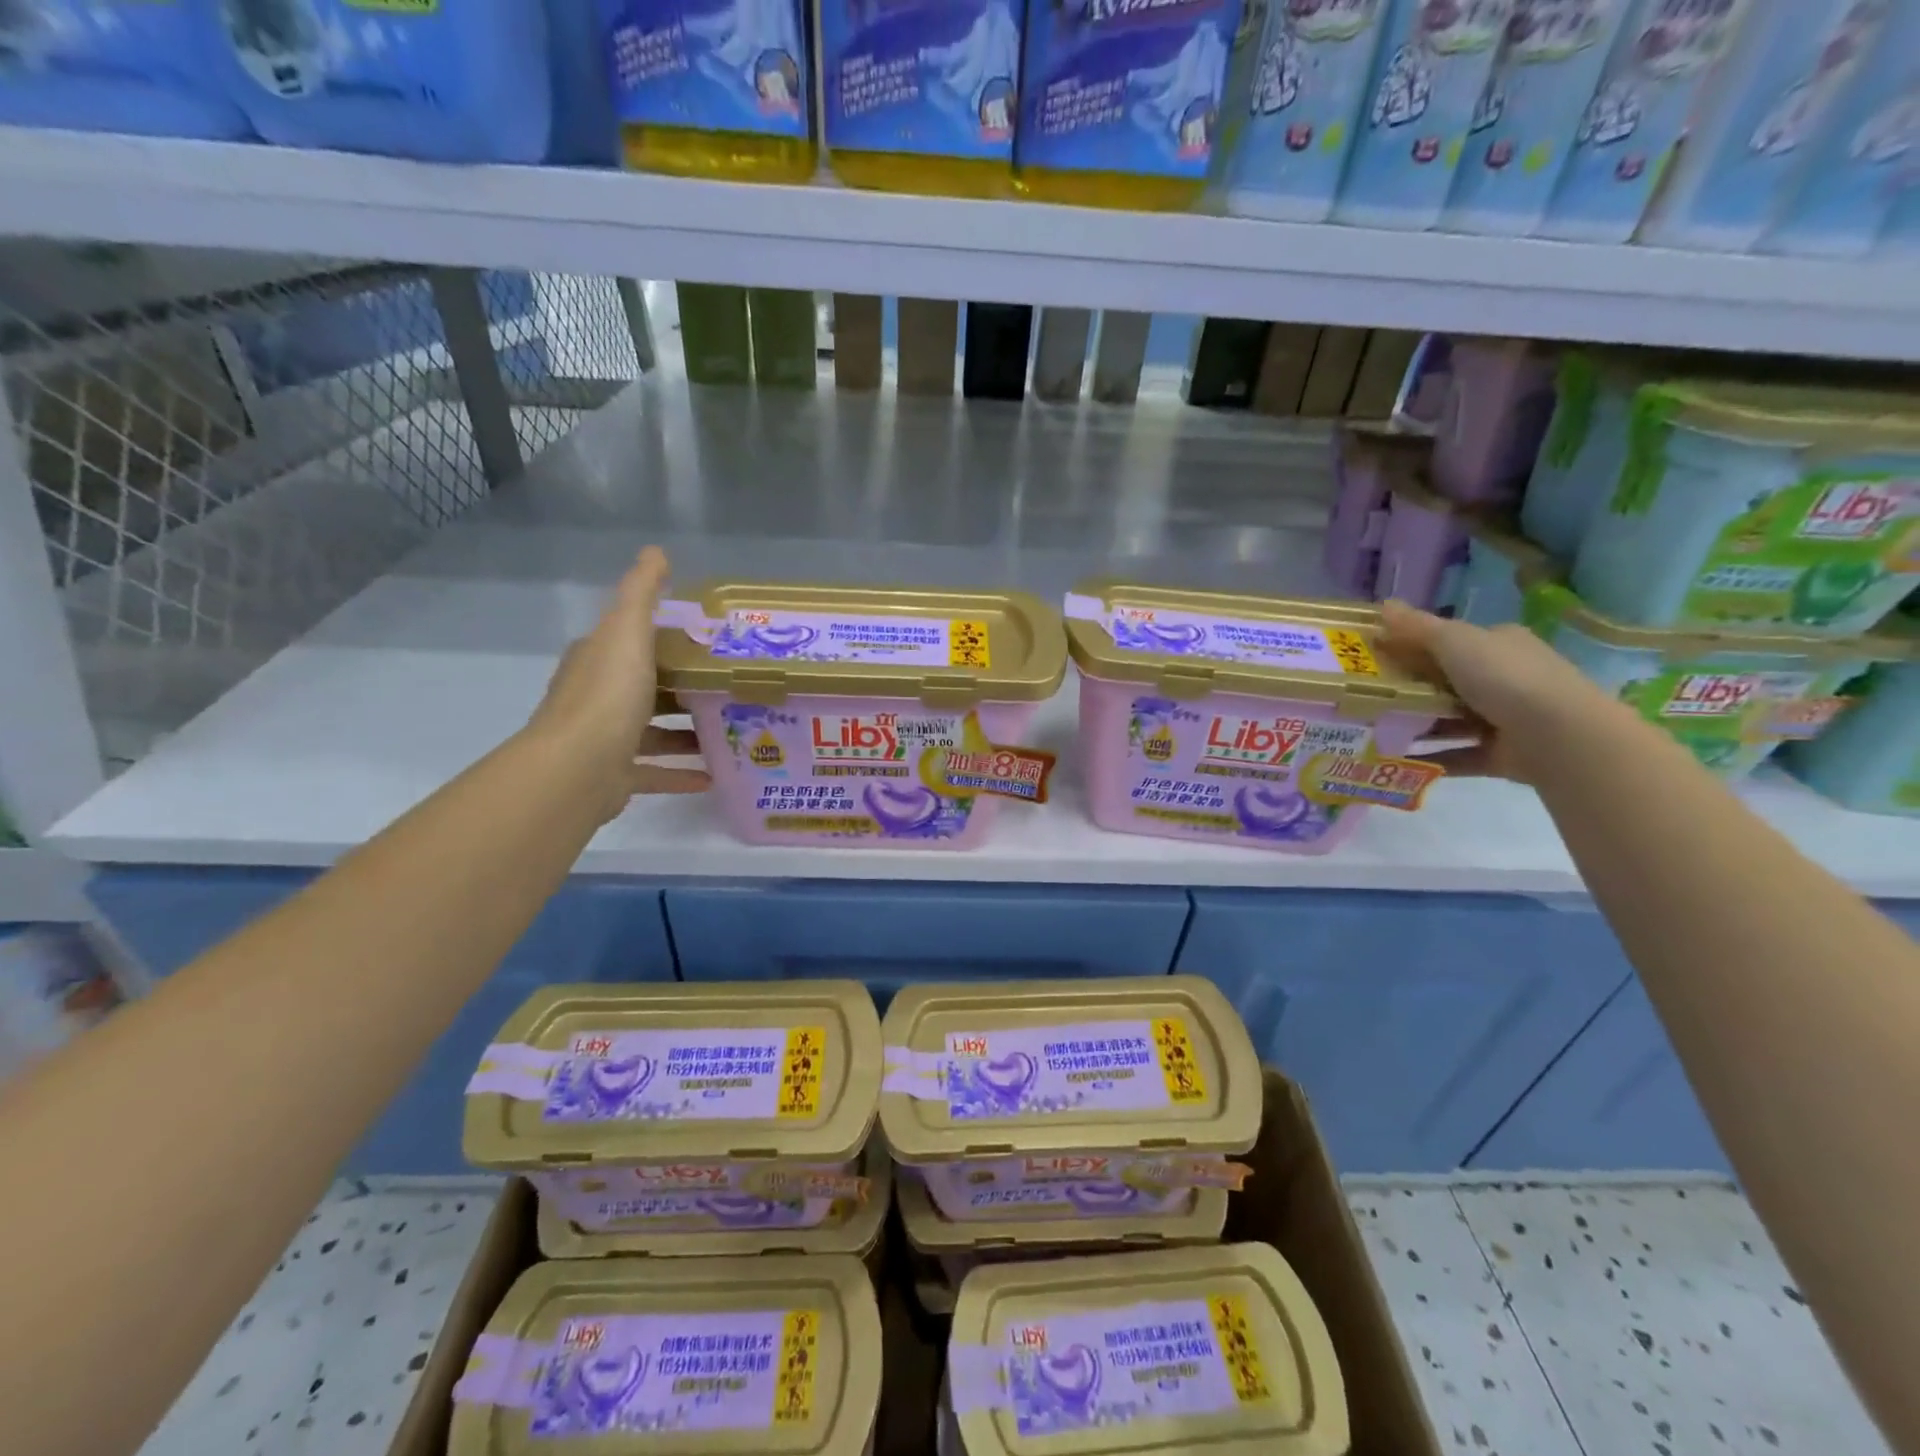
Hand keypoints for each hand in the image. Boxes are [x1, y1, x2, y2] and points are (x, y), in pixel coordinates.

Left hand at [526, 546, 710, 819]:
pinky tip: (714, 776)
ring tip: (729, 730)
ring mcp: (605, 740)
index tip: (706, 643)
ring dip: (686, 733)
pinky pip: (655, 772)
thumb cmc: (607, 695)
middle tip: (728, 688)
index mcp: (597, 660)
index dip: (663, 639)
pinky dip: (681, 773)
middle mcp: (597, 698)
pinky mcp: (616, 777)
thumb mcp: (627, 633)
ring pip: (652, 732)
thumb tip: (655, 551)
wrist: (577, 768)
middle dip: (682, 688)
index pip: (630, 642)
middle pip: (645, 688)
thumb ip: (642, 594)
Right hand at [1378, 599, 1615, 783]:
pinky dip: (1430, 757)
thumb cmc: (1505, 677)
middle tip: (1366, 696)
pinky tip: (1397, 760)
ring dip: (1418, 725)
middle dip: (1410, 689)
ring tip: (1375, 729)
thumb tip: (1382, 604)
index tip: (1375, 658)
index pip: (1453, 641)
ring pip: (1451, 719)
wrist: (1558, 735)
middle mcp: (1507, 677)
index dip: (1413, 646)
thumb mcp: (1454, 641)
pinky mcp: (1501, 753)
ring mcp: (1506, 717)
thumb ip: (1416, 627)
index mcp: (1500, 644)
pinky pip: (1457, 754)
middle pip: (1448, 681)